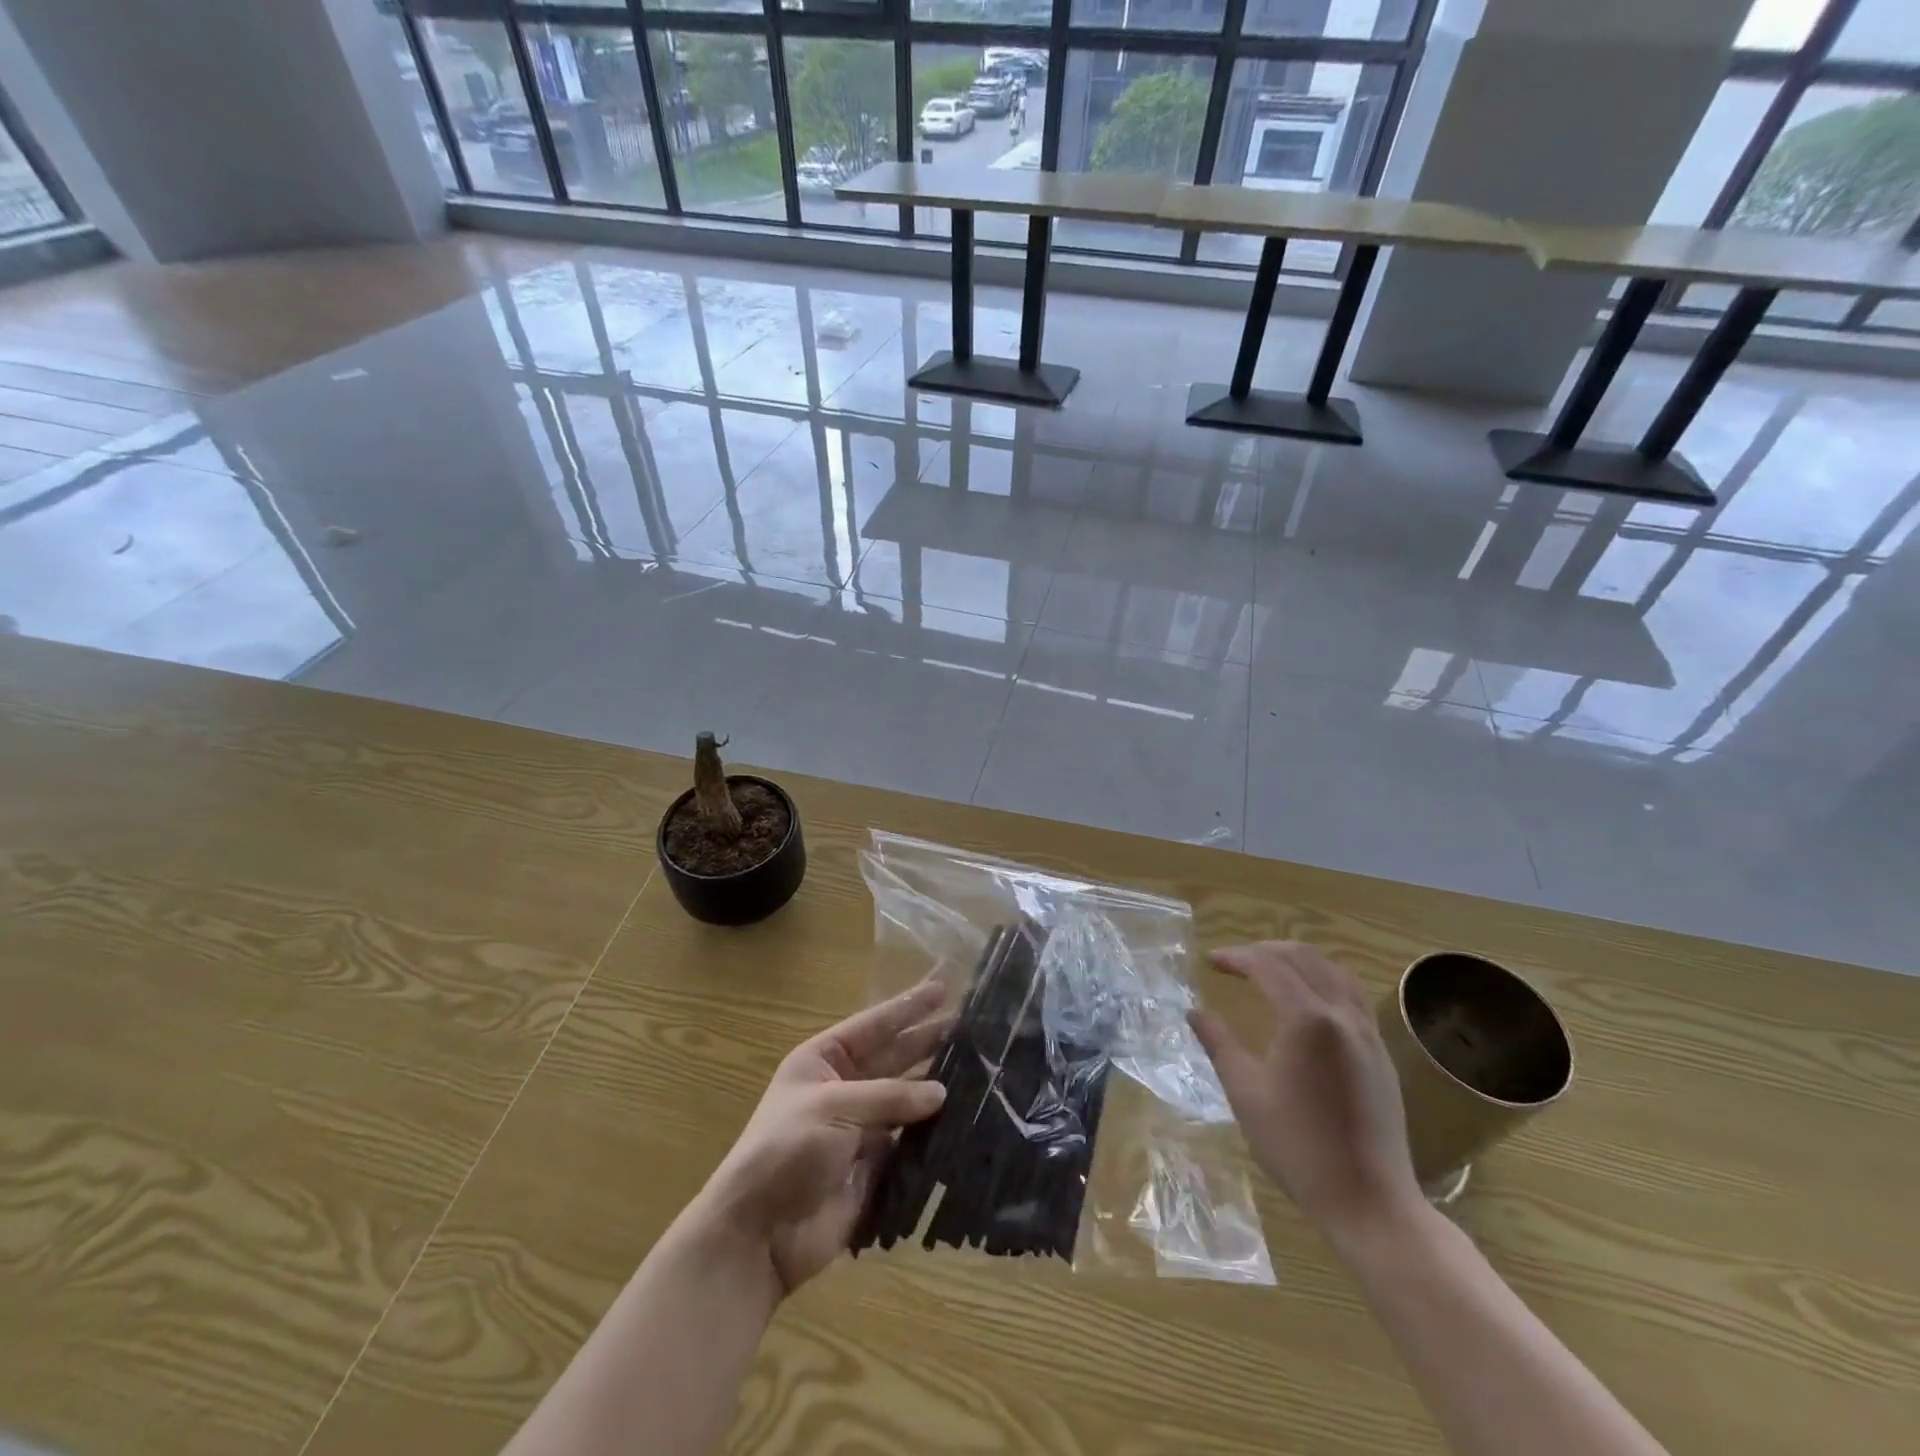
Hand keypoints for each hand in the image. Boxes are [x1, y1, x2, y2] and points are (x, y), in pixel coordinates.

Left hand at [702, 979, 950, 1293]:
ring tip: (979, 1069)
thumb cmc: (787, 1151)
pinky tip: (967, 1120)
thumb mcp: (834, 1107)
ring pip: (906, 1099)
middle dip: (928, 1041)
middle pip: (894, 1057)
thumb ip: (890, 1095)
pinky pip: (910, 1142)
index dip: (907, 1007)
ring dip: (937, 1086)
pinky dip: (935, 1132)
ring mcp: (860, 1128)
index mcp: (823, 1061)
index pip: (873, 1025)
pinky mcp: (874, 1167)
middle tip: (972, 1027)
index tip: (943, 989)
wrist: (759, 1236)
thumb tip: (941, 1092)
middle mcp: (844, 1088)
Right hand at [1189, 942, 1421, 1236]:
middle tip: (1235, 962)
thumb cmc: (1298, 1148)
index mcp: (1308, 1020)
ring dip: (1298, 961)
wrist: (1369, 1202)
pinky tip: (1307, 1002)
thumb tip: (1194, 1011)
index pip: (1268, 967)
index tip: (1211, 961)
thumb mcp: (1246, 1093)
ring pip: (1334, 971)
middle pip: (1304, 959)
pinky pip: (1353, 995)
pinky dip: (1324, 981)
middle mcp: (1342, 1015)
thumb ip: (1219, 1043)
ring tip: (1270, 971)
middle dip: (1265, 951)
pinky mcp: (1381, 1054)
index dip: (1237, 957)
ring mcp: (1368, 1033)